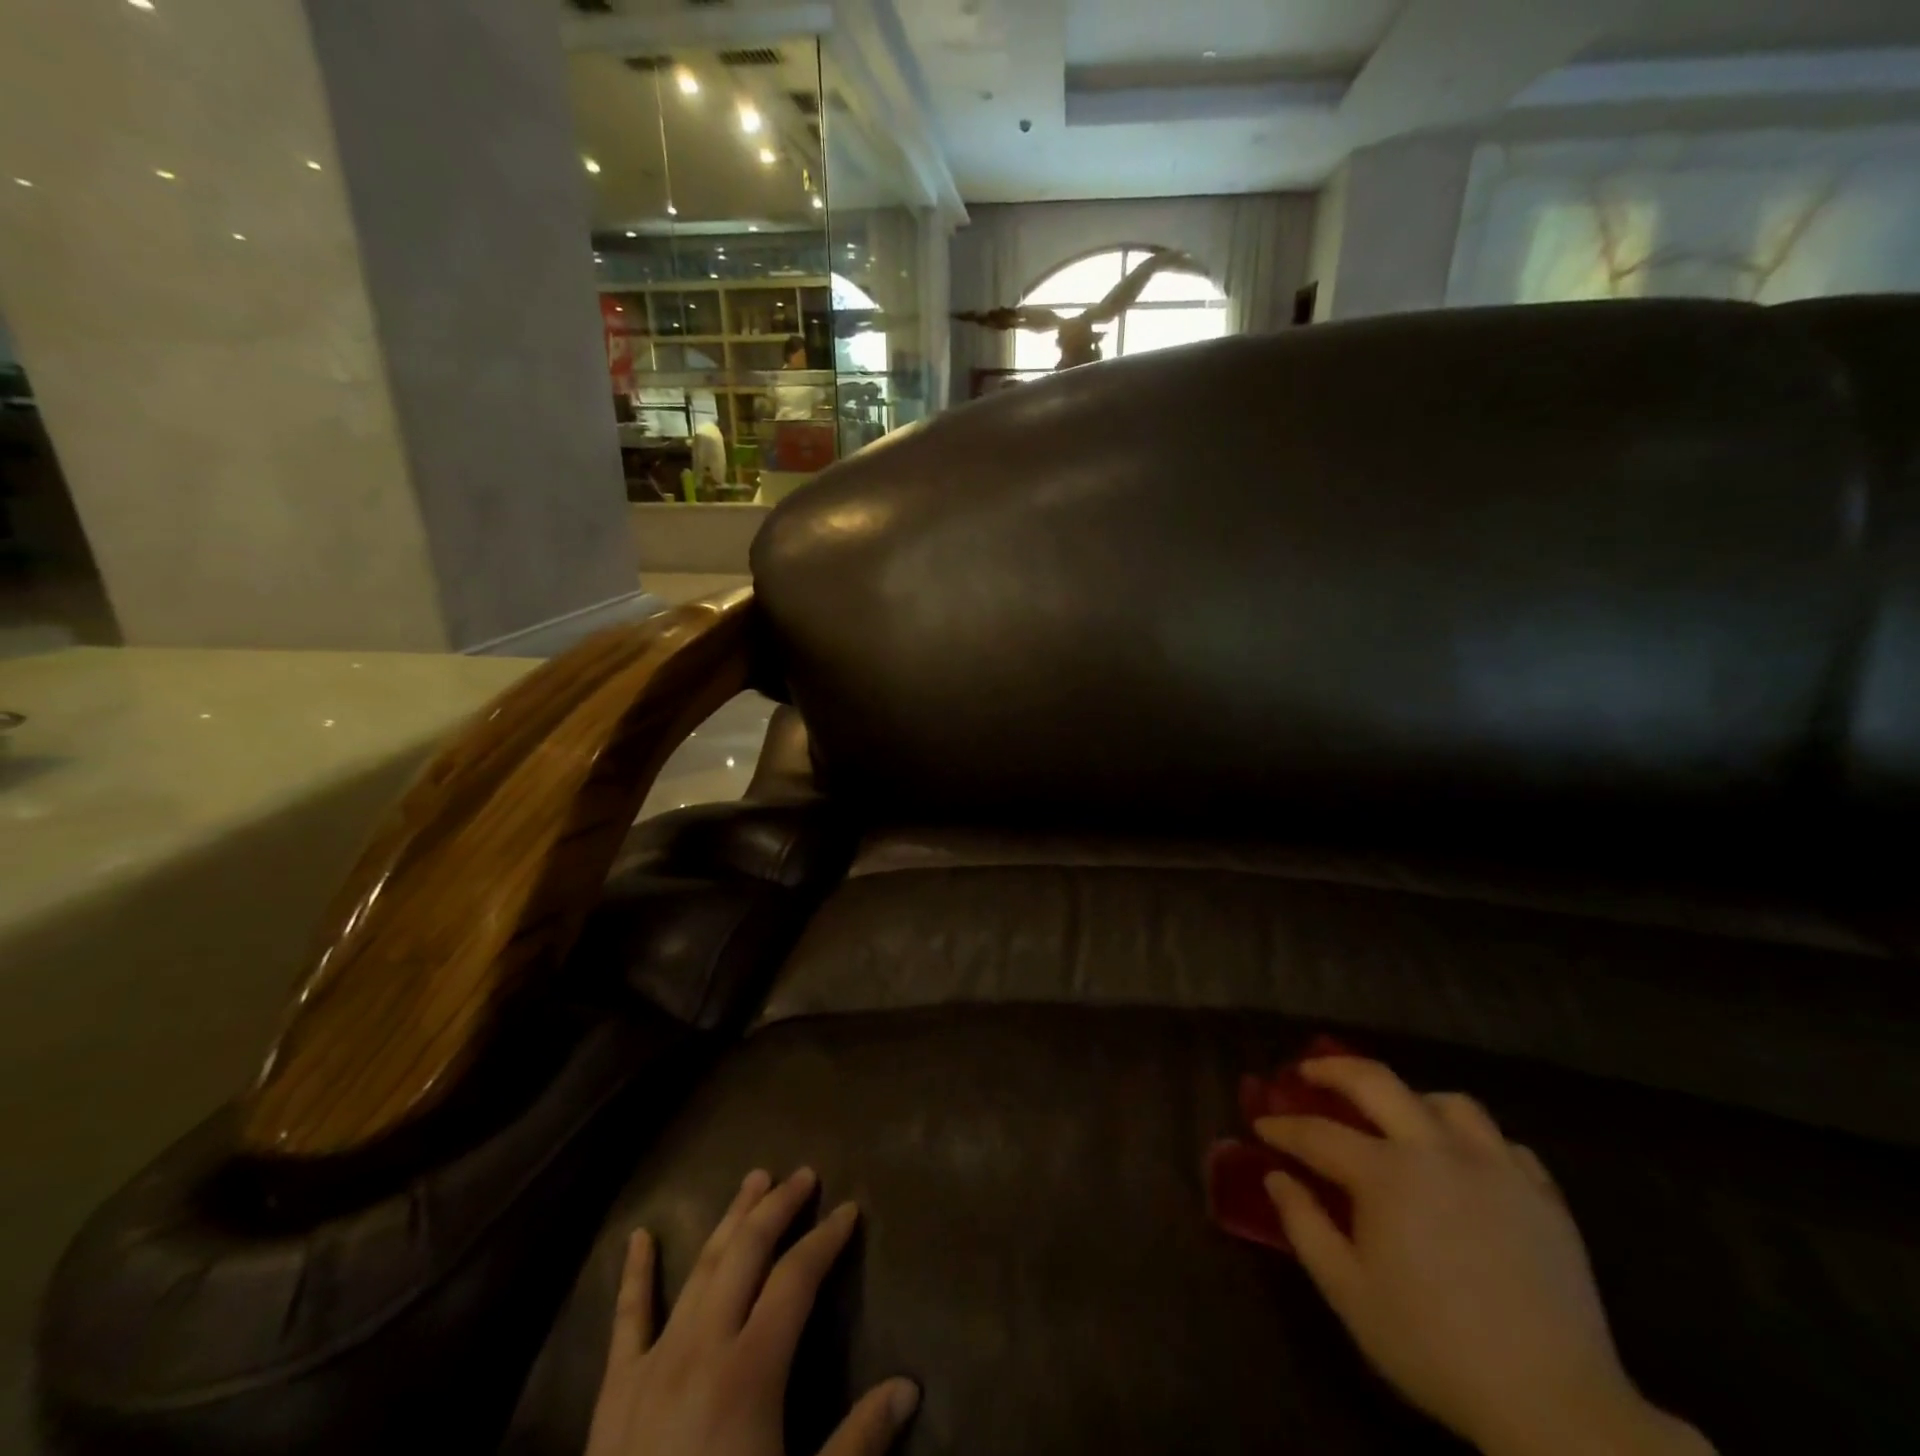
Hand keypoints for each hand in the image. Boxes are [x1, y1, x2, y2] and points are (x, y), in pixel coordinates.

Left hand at [586, 1167, 918, 1455]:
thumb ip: (857, 1443)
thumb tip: (910, 1387)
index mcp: (750, 1371)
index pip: (797, 1278)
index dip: (826, 1239)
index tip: (849, 1209)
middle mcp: (702, 1348)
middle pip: (747, 1253)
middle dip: (779, 1208)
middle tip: (804, 1173)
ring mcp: (654, 1364)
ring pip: (700, 1269)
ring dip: (729, 1220)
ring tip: (753, 1179)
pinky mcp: (614, 1392)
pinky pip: (626, 1320)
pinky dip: (635, 1274)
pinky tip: (640, 1236)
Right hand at [1255, 1059, 1711, 1455]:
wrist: (1556, 1407)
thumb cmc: (1434, 1347)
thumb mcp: (1349, 1293)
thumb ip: (1304, 1226)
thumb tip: (1276, 1177)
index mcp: (1386, 1174)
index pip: (1318, 1133)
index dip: (1283, 1127)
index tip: (1261, 1126)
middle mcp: (1436, 1151)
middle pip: (1377, 1081)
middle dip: (1333, 1069)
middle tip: (1309, 1074)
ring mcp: (1496, 1168)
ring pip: (1449, 1102)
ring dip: (1412, 1099)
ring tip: (1398, 1117)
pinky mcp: (1543, 1196)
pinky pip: (1505, 1144)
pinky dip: (1475, 1141)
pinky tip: (1465, 1163)